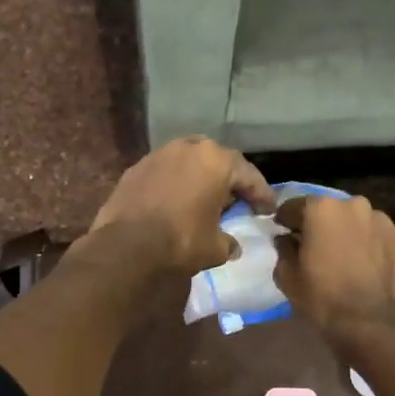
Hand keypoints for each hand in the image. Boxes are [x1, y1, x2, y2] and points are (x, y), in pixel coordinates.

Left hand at [89, 136, 275, 276]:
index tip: (268, 209)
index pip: (248, 175)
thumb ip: (228, 242)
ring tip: (206, 197)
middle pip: (218, 160)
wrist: (126, 245)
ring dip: (200, 176)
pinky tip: (176, 200)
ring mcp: (159, 154)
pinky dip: (176, 182)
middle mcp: (189, 148)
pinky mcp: (136, 167)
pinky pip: (165, 171)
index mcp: (216, 161)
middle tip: (238, 199)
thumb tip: (232, 246)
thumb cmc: (180, 241)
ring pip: (189, 160)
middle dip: (230, 179)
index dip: (262, 195)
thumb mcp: (214, 247)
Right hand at [274, 195, 394, 340]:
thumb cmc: (321, 297)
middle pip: (329, 210)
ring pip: (357, 221)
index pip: (293, 206)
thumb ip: (283, 248)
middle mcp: (354, 204)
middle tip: (317, 248)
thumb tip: (286, 239)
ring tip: (346, 258)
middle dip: (321, 225)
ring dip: (348, 233)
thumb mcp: (287, 275)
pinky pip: (379, 237)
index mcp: (321, 208)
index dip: (286, 222)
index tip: (284, 235)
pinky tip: (368, 266)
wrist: (371, 323)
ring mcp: (383, 220)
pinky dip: (372, 245)